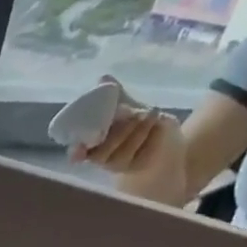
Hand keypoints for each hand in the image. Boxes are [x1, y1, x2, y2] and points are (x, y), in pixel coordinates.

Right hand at [70, 78, 185, 188]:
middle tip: (134, 111)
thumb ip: (116, 98)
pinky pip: (138, 151)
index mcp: (92, 144)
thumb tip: (103, 78)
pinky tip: (158, 125)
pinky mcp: (135, 168)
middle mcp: (99, 158)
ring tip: (152, 114)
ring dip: (136, 129)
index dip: (76, 151)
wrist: (170, 146)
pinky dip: (148, 135)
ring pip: (120, 149)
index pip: (77, 151)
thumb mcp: (132, 109)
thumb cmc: (145, 128)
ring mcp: (116, 165)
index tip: (78, 149)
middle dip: (118, 128)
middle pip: (99, 147)